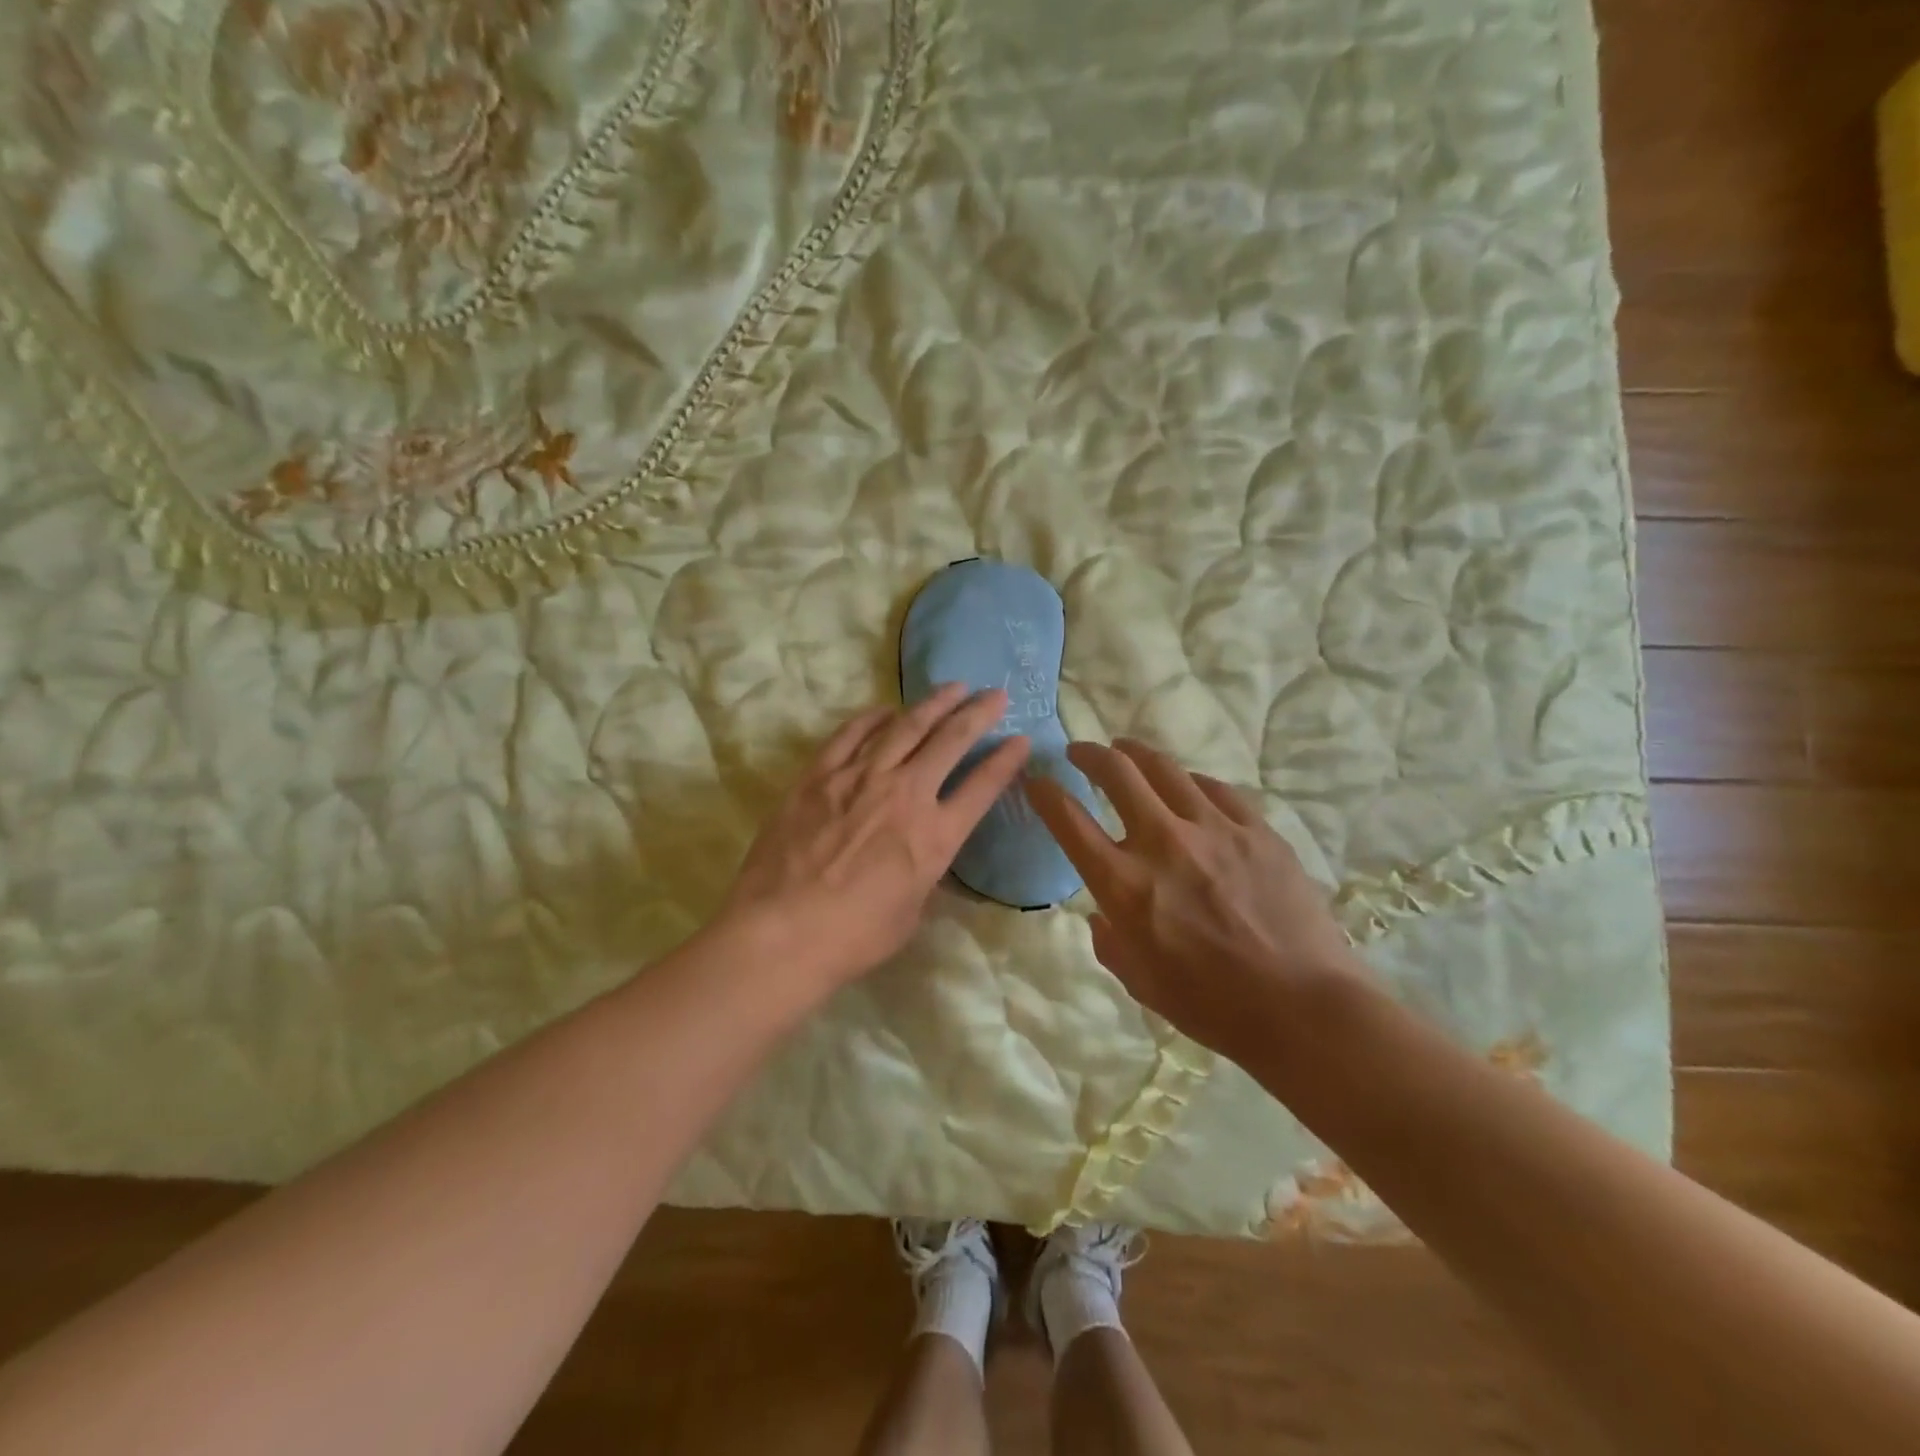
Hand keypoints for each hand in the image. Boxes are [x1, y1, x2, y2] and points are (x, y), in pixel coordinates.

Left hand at [719, 686, 1031, 989]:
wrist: (782, 932)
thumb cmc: (853, 937)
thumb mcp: (910, 912)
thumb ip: (924, 873)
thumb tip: (924, 852)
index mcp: (935, 836)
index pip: (982, 787)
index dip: (1006, 760)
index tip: (1021, 739)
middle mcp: (905, 794)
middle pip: (950, 741)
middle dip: (978, 713)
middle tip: (994, 694)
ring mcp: (860, 778)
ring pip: (905, 727)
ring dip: (933, 704)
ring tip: (952, 687)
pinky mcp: (819, 775)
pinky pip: (851, 734)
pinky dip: (872, 717)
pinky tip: (886, 710)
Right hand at [1024, 738, 1365, 1066]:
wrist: (1301, 1007)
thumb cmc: (1211, 1005)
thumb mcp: (1138, 981)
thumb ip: (1109, 940)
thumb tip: (1104, 914)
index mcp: (1124, 884)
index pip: (1068, 820)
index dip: (1045, 793)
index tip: (1037, 781)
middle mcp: (1162, 843)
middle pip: (1116, 773)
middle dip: (1089, 754)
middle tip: (1080, 752)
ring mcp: (1214, 829)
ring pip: (1164, 768)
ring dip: (1135, 753)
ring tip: (1125, 749)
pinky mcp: (1256, 829)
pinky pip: (1215, 789)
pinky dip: (1190, 781)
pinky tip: (1186, 784)